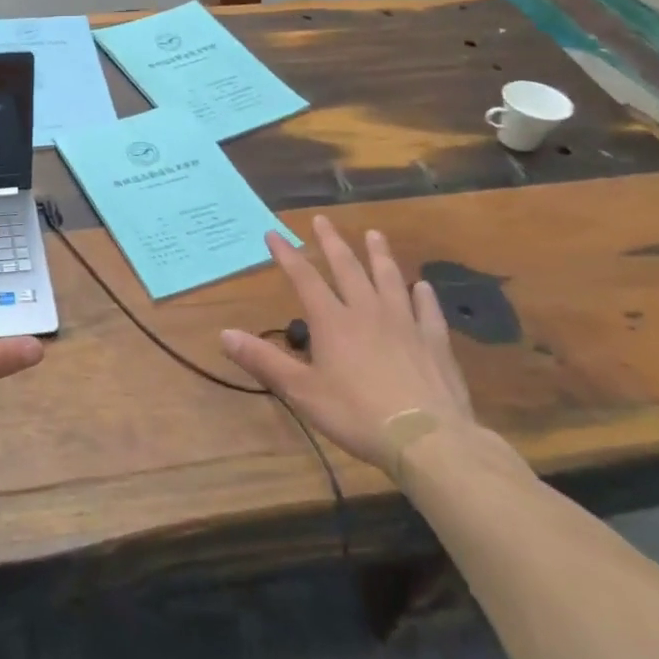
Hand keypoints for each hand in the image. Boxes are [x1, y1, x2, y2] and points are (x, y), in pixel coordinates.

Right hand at [221, 216, 473, 471]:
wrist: (427, 438)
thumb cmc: (356, 414)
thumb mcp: (301, 391)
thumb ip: (263, 360)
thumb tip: (224, 333)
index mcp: (333, 321)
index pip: (304, 278)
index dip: (287, 254)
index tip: (273, 233)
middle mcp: (368, 312)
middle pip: (348, 268)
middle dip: (332, 242)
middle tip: (323, 220)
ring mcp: (405, 324)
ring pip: (390, 279)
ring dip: (380, 255)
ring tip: (374, 235)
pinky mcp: (435, 342)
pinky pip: (427, 310)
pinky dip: (424, 295)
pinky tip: (423, 285)